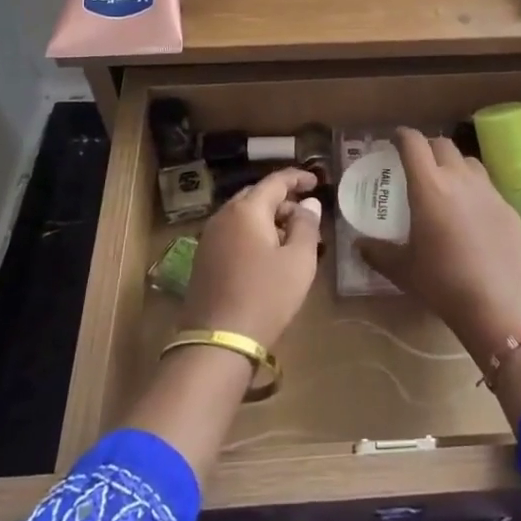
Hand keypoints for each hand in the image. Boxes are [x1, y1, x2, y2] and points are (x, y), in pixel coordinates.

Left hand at [184, 168, 321, 349]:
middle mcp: (223, 217)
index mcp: (247, 210)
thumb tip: (308, 203)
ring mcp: (209, 239)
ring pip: (243, 217)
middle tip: (305, 214)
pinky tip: (267, 255)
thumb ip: (306, 226)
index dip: (297, 178)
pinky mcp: (204, 260)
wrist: (218, 342)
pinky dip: (253, 235)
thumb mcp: (298, 260)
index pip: (275, 182)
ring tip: (291, 237)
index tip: (316, 181)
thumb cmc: (266, 296)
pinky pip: (233, 234)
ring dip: (267, 220)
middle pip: (256, 197)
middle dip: (282, 201)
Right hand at [359, 128, 520, 361]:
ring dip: (453, 165)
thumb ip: (378, 253)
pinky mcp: (510, 209)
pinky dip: (474, 190)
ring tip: (445, 184)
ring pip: (469, 162)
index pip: (414, 144)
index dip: (401, 136)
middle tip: (416, 163)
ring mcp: (489, 192)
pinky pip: (488, 188)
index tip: (393, 139)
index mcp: (429, 187)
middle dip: (427, 147)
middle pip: (443, 145)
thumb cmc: (443, 284)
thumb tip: (359, 245)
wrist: (501, 306)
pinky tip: (471, 216)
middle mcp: (460, 179)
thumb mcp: (403, 270)